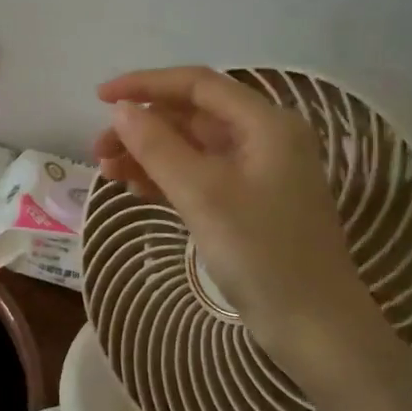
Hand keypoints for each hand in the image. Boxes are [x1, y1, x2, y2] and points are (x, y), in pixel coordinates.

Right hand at [92, 67, 402, 388]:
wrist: (313, 326)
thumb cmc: (261, 252)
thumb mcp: (203, 194)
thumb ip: (158, 147)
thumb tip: (121, 110)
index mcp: (265, 124)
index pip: (197, 85)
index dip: (146, 84)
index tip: (100, 97)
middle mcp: (264, 139)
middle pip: (192, 116)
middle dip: (143, 127)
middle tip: (98, 150)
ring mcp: (257, 173)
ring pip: (192, 148)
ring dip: (149, 154)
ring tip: (108, 172)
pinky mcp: (247, 204)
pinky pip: (199, 176)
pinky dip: (167, 179)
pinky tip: (135, 189)